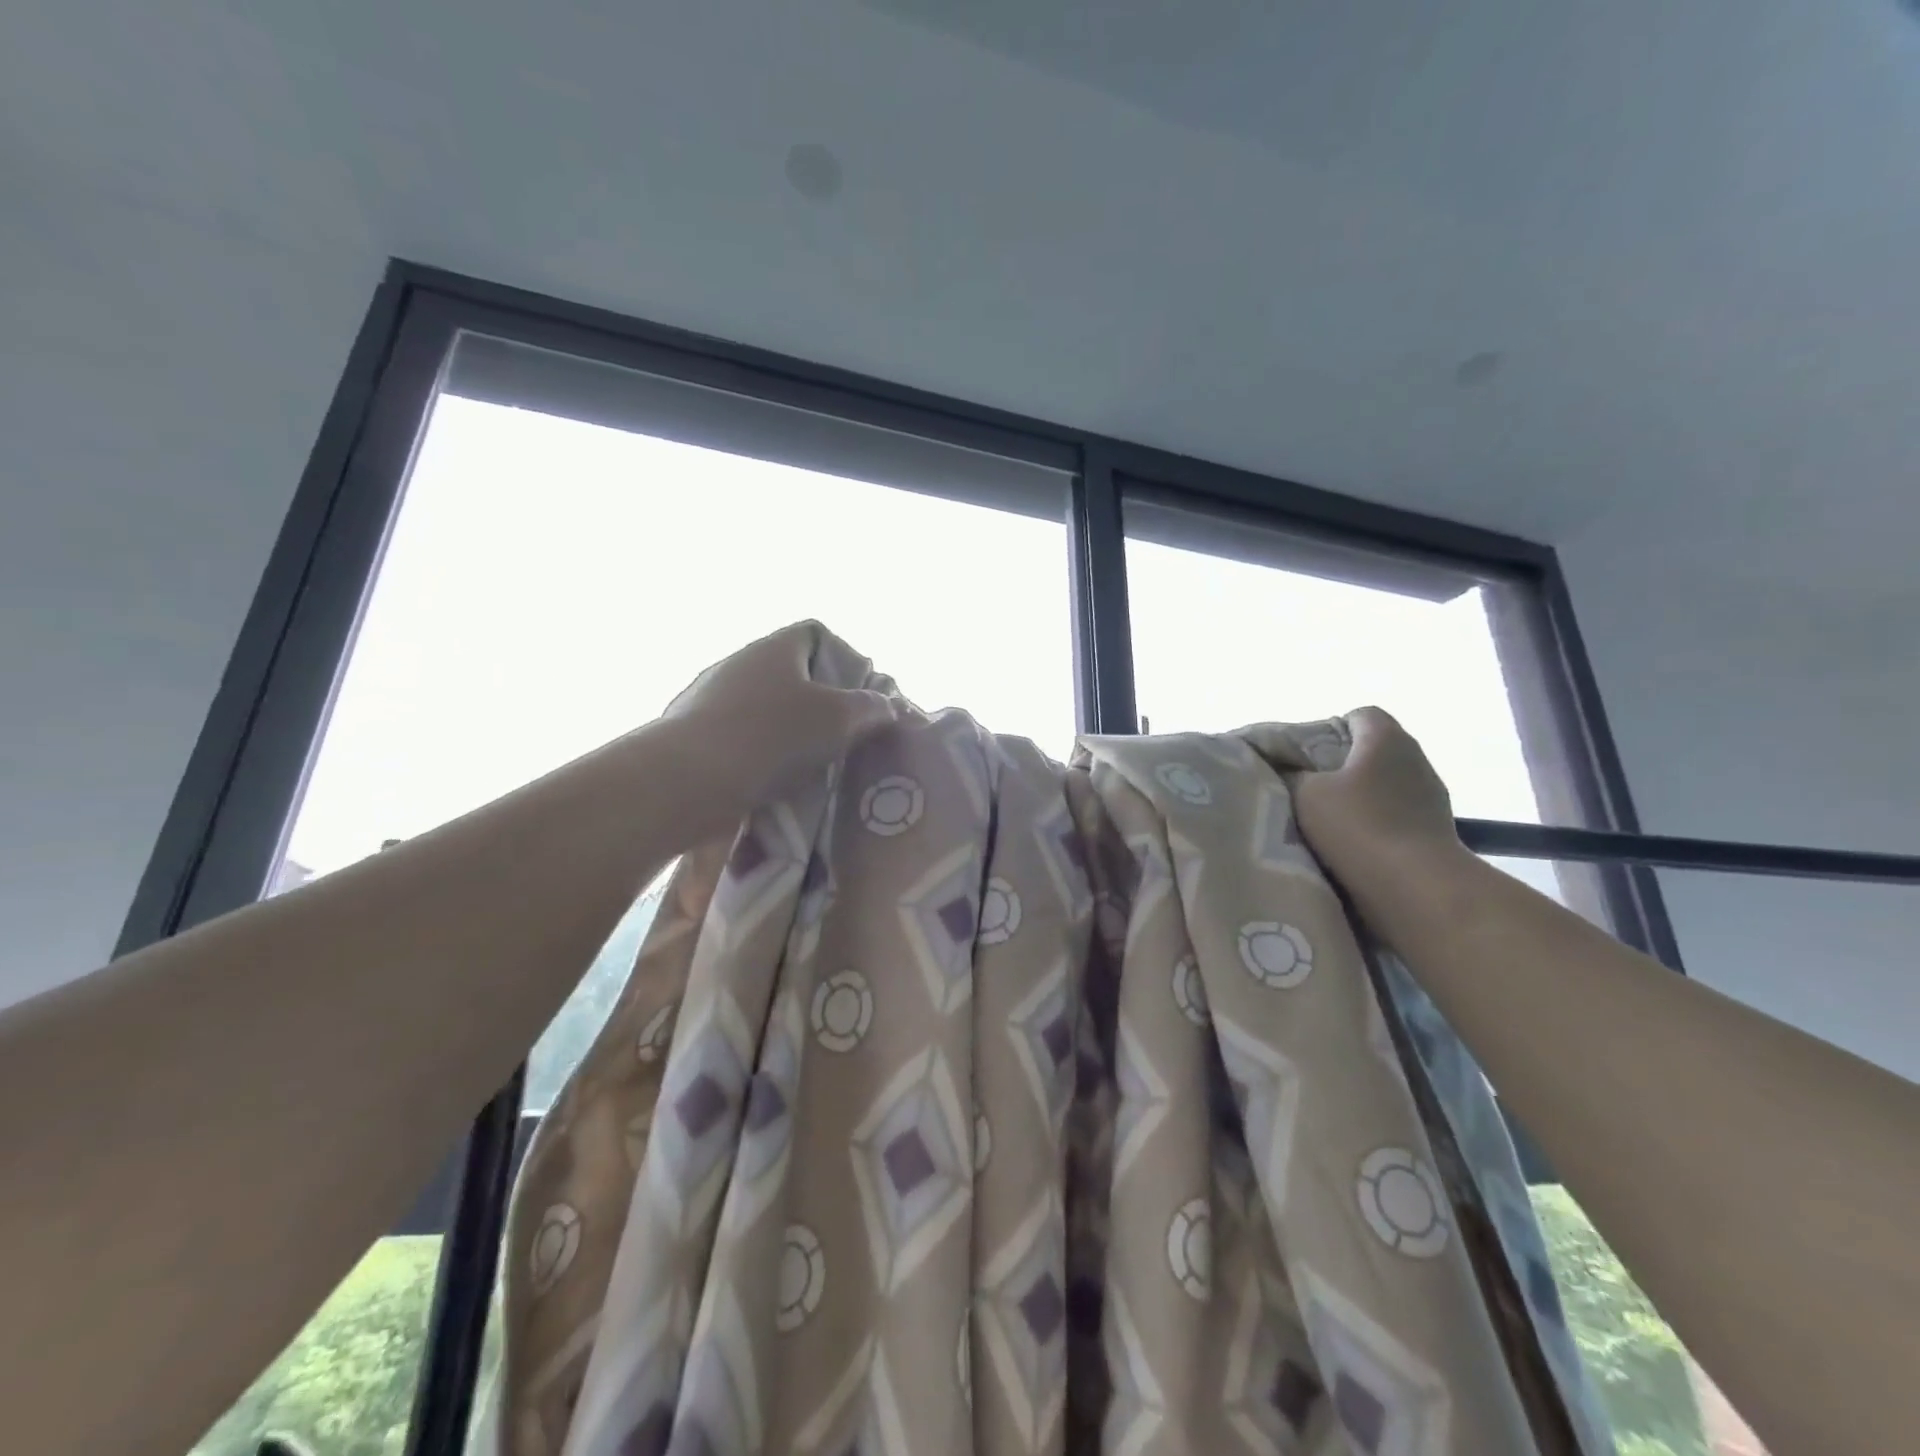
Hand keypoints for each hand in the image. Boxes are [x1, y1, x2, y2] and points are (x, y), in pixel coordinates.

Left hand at [652, 621, 897, 831]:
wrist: (688, 780)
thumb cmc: (773, 737)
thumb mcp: (839, 720)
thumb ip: (870, 709)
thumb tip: (886, 706)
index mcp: (774, 647)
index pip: (815, 633)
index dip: (843, 658)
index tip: (856, 696)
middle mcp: (739, 662)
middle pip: (791, 672)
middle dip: (818, 702)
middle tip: (840, 734)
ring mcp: (710, 696)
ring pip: (764, 705)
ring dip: (788, 729)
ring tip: (808, 764)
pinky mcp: (692, 731)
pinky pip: (739, 733)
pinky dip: (758, 750)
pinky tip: (770, 778)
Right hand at [1293, 707, 1461, 883]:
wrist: (1416, 888)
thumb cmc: (1357, 826)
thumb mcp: (1305, 793)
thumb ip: (1291, 774)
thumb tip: (1287, 770)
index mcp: (1386, 738)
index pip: (1360, 715)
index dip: (1330, 729)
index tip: (1306, 755)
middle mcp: (1415, 759)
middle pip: (1372, 751)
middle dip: (1341, 766)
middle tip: (1308, 788)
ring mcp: (1431, 796)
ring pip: (1385, 785)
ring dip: (1360, 798)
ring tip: (1328, 822)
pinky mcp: (1435, 830)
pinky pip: (1397, 815)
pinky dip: (1376, 824)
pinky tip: (1353, 844)